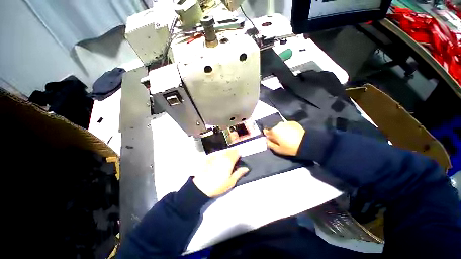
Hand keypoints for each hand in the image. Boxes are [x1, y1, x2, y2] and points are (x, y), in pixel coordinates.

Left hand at [193, 149, 248, 197]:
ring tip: (226, 158)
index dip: (238, 153)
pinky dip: (219, 154)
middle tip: (233, 158)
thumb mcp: (231, 182)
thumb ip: (239, 173)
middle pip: (230, 150)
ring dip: (226, 153)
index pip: (236, 152)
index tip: (239, 156)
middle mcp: (222, 156)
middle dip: (233, 152)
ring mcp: (215, 156)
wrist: (201, 187)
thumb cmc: (218, 186)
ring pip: (223, 151)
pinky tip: (218, 160)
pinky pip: (216, 153)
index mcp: (229, 161)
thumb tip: (246, 168)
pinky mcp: (208, 157)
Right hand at [263, 121, 304, 155]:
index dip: (268, 135)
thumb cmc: (290, 148)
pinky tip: (292, 133)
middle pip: (274, 129)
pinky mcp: (293, 122)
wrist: (306, 143)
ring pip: (280, 126)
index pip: (266, 132)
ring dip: (281, 130)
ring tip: (286, 136)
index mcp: (273, 131)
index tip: (271, 139)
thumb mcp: (278, 149)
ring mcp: (286, 122)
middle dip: (275, 133)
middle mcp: (278, 125)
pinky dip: (288, 128)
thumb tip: (266, 140)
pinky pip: (287, 125)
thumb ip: (270, 144)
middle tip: (280, 139)